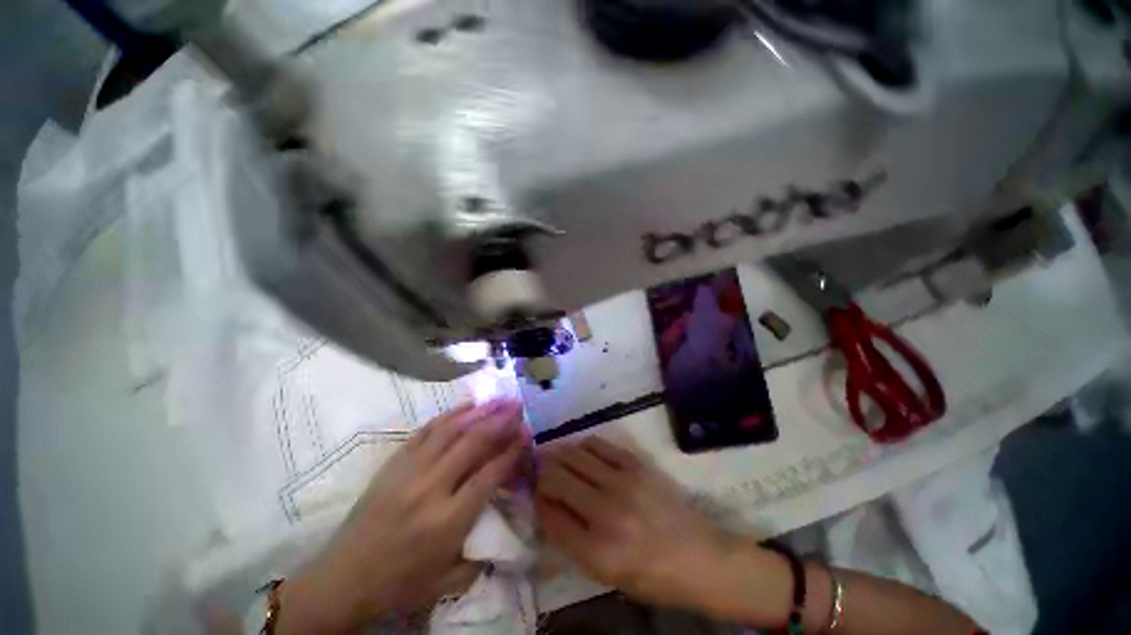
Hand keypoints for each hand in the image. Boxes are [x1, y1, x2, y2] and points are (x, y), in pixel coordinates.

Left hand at [280, 399, 528, 633]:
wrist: (342, 579)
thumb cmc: (400, 583)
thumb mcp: (448, 579)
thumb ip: (482, 549)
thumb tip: (505, 517)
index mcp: (447, 521)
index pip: (489, 474)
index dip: (512, 450)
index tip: (528, 433)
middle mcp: (431, 488)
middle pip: (473, 443)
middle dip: (500, 421)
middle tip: (518, 405)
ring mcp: (410, 471)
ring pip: (451, 430)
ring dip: (479, 411)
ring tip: (499, 399)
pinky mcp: (394, 462)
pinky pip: (427, 430)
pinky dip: (450, 415)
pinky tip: (466, 406)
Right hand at [533, 437, 731, 609]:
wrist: (698, 557)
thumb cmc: (649, 575)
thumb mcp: (604, 573)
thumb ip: (569, 540)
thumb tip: (545, 505)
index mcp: (596, 550)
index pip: (548, 512)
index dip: (536, 499)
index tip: (534, 494)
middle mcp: (605, 511)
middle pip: (556, 476)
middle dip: (541, 472)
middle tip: (539, 471)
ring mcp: (622, 481)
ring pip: (573, 455)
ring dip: (558, 455)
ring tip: (556, 458)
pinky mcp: (635, 464)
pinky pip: (597, 443)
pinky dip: (583, 446)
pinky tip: (581, 453)